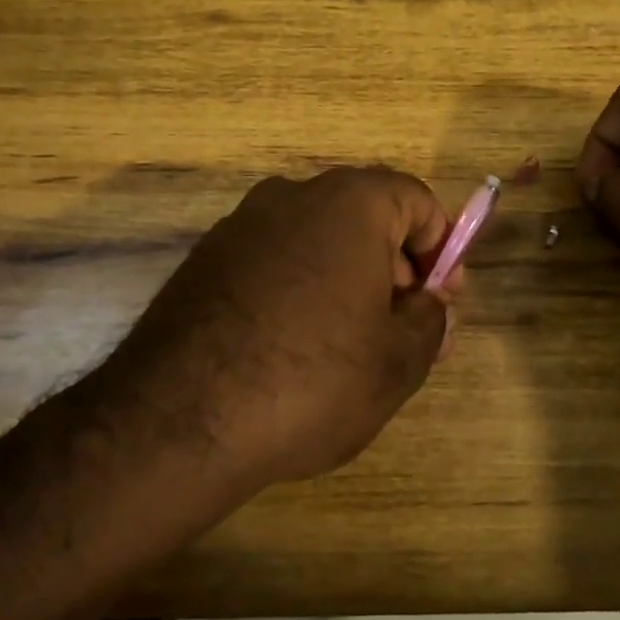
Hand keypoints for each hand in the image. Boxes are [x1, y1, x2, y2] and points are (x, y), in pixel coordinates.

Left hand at [91, 167, 455, 490]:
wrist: (178, 421)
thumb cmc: (311, 382)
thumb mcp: (397, 363)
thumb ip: (430, 322)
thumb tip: (429, 306)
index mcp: (349, 206)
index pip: (415, 200)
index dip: (441, 247)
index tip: (441, 298)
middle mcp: (291, 197)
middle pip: (364, 217)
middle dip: (395, 266)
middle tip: (403, 327)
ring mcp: (240, 226)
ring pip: (316, 240)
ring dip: (346, 279)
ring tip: (349, 346)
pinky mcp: (204, 261)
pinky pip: (273, 261)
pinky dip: (299, 288)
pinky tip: (292, 348)